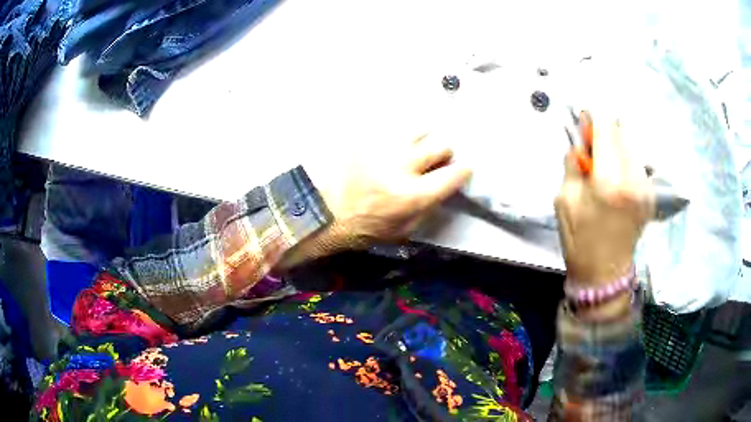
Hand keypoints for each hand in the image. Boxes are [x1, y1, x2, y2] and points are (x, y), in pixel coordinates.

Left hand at [277, 134, 471, 268]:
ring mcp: (382, 147)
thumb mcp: (403, 230)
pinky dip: (400, 137)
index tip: (463, 169)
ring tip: (413, 151)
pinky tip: (392, 148)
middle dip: (444, 154)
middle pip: (441, 145)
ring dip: (423, 141)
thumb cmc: (363, 228)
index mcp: (412, 195)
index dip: (463, 171)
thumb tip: (444, 187)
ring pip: (420, 129)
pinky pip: (394, 128)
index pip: (453, 174)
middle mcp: (402, 166)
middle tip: (436, 161)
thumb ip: (428, 207)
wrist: (322, 211)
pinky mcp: (367, 137)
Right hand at [555, 115, 652, 286]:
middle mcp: (632, 179)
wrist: (605, 275)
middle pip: (621, 130)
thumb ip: (573, 163)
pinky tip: (616, 176)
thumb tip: (581, 140)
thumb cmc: (580, 241)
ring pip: (632, 144)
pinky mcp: (650, 194)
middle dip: (605, 131)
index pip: (604, 128)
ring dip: (616, 144)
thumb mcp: (564, 200)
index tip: (583, 121)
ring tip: (604, 163)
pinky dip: (625, 159)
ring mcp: (645, 187)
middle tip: (592, 146)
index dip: (592, 119)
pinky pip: (638, 161)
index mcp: (608, 182)